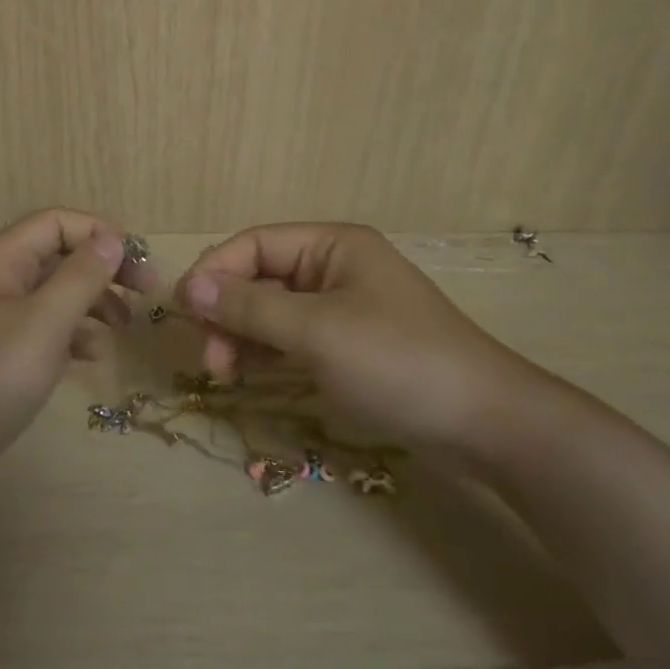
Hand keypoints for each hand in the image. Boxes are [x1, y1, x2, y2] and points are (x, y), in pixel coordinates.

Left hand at [0, 209, 149, 487]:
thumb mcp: (44, 323)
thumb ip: (81, 277)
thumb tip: (111, 238)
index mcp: (0, 259)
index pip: (57, 223)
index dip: (99, 232)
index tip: (137, 261)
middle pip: (58, 256)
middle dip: (102, 269)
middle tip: (145, 292)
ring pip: (52, 293)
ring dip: (91, 302)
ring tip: (123, 327)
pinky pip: (40, 328)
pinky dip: (69, 334)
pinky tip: (91, 355)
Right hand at [178, 223, 547, 451]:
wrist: (486, 424)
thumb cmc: (397, 362)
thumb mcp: (316, 331)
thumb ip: (249, 306)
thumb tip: (188, 286)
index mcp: (332, 245)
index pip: (254, 244)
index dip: (214, 271)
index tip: (183, 311)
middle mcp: (334, 267)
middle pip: (260, 276)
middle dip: (228, 311)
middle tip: (210, 359)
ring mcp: (343, 307)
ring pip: (272, 310)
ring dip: (242, 335)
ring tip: (225, 373)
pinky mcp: (349, 344)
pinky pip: (293, 336)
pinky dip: (267, 351)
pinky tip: (249, 374)